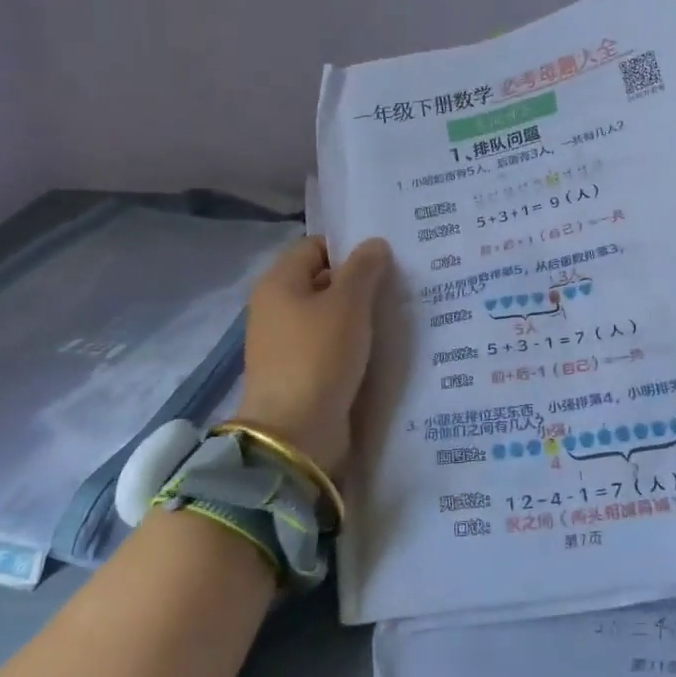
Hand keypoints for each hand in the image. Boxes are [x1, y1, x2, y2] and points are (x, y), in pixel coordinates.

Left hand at [235, 235, 392, 476]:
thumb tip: (374, 244)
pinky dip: (352, 343)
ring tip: (397, 314)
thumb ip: (363, 269)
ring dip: (358, 315)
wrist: (295, 432)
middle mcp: (275, 308)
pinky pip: (329, 345)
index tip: (386, 257)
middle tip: (400, 284)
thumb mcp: (347, 305)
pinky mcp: (299, 372)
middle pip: (322, 281)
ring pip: (328, 316)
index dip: (349, 248)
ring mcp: (285, 343)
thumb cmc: (319, 356)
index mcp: (278, 283)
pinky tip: (380, 346)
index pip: (315, 247)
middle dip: (359, 282)